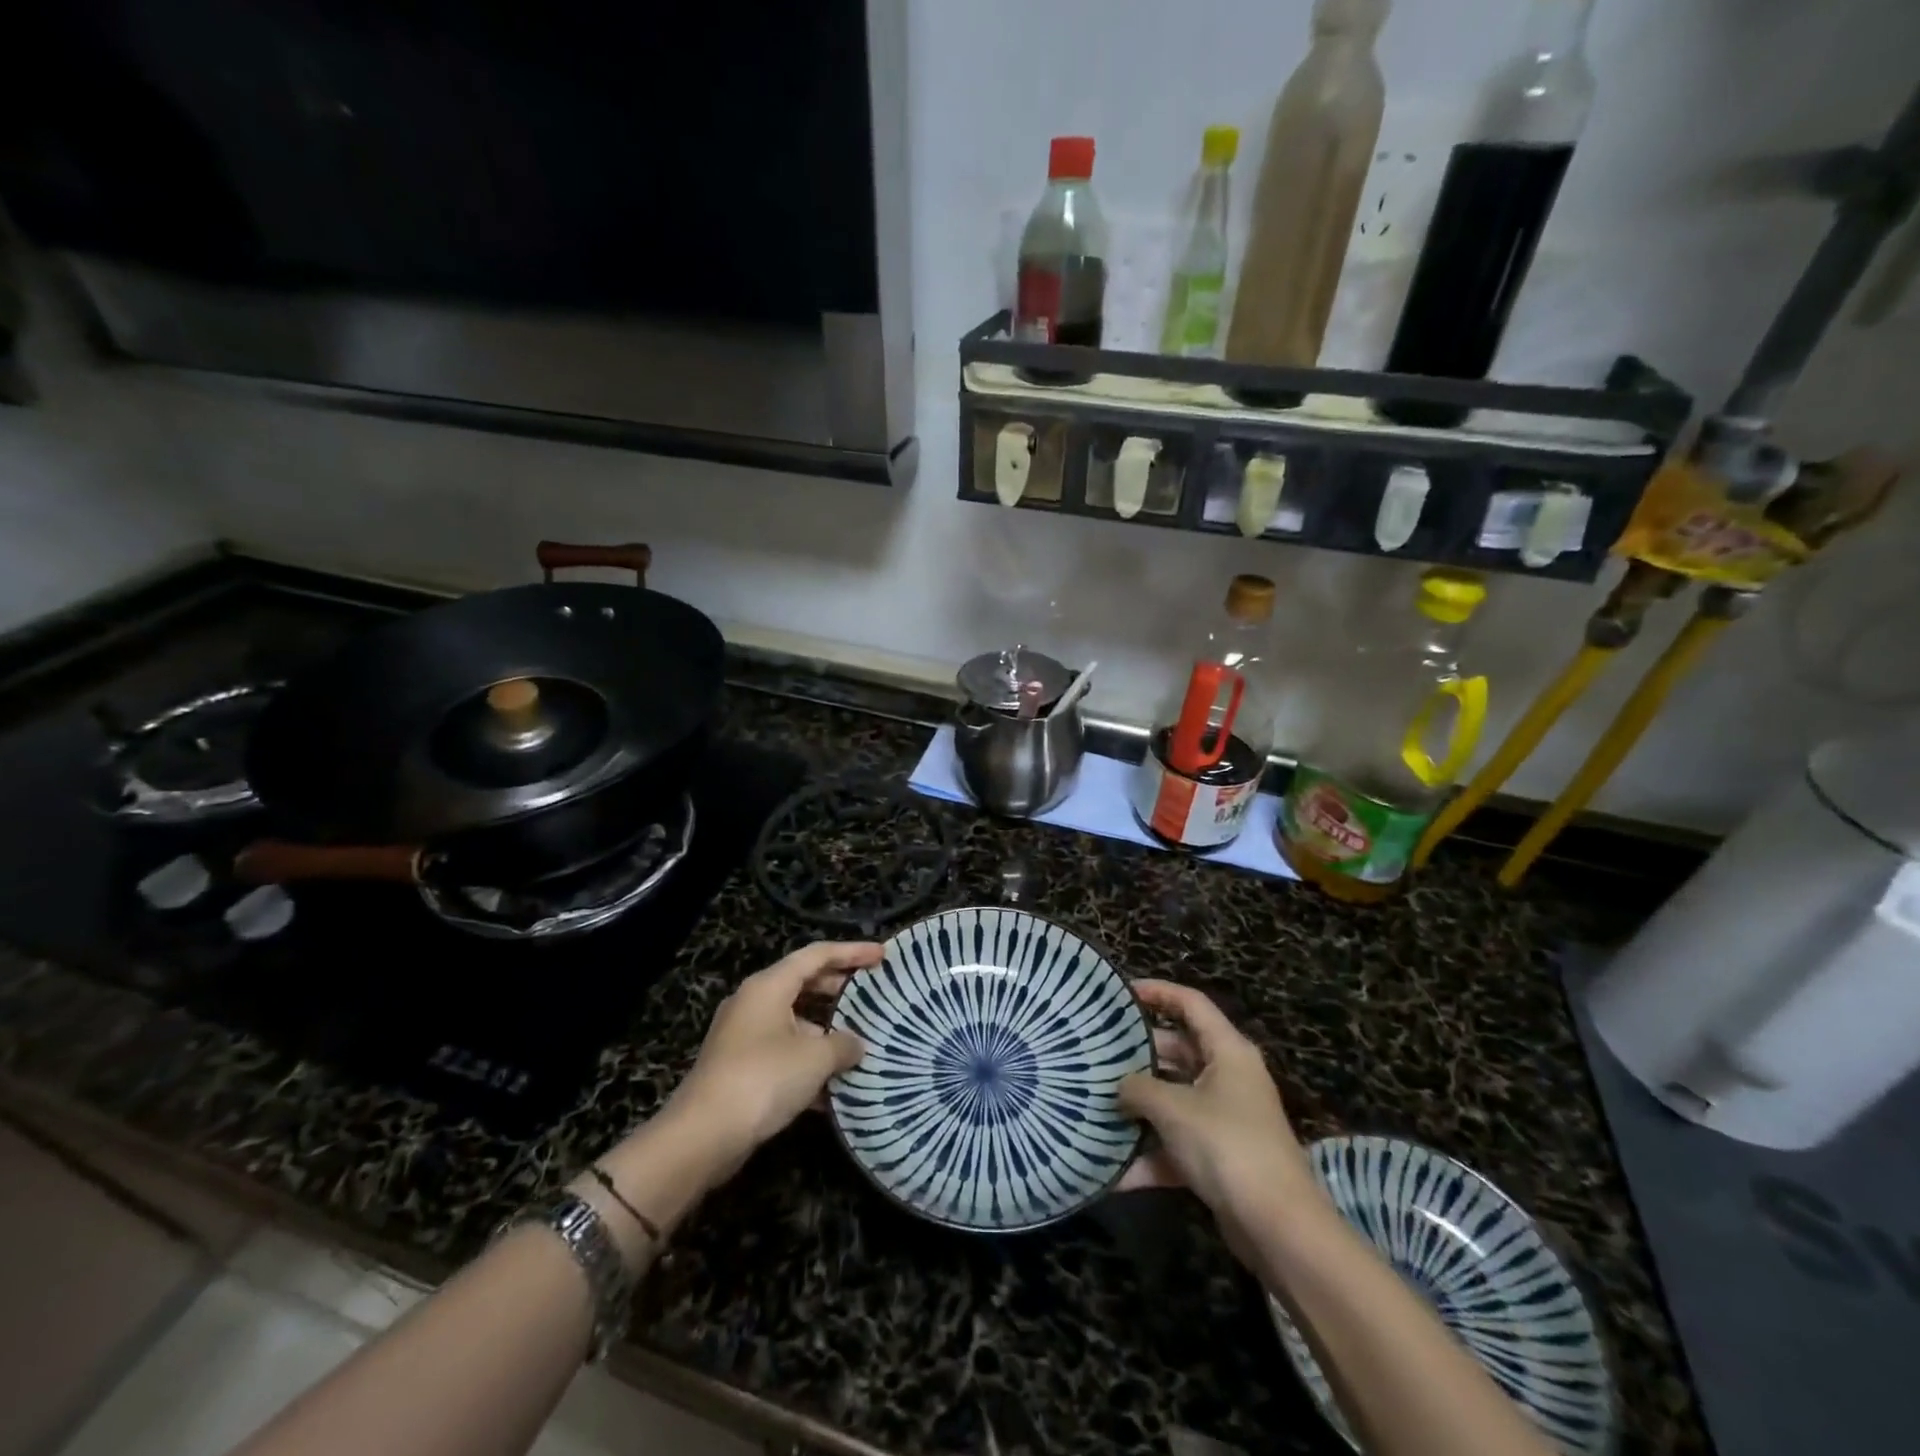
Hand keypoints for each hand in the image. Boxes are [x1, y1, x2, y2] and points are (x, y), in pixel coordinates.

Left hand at [664, 941, 880, 1178]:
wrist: (702, 1136)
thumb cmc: (763, 1079)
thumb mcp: (815, 1059)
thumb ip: (843, 1044)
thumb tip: (856, 1044)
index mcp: (769, 986)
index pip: (817, 955)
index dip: (852, 952)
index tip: (882, 956)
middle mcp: (754, 1002)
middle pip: (804, 983)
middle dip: (839, 989)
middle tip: (872, 994)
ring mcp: (744, 1036)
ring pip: (794, 1021)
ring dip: (826, 1031)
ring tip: (860, 1043)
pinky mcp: (740, 1067)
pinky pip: (783, 1051)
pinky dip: (808, 1060)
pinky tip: (834, 1086)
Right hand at [1117, 981, 1316, 1237]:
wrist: (1278, 1228)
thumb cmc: (1227, 1146)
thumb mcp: (1173, 1108)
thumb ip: (1138, 1088)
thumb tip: (1120, 1086)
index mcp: (1228, 1051)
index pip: (1191, 1003)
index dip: (1157, 991)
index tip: (1120, 993)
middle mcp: (1228, 1077)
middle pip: (1178, 1050)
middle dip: (1139, 1054)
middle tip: (1098, 1052)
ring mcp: (1225, 1119)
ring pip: (1174, 1099)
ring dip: (1139, 1106)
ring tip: (1095, 1101)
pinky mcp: (1219, 1158)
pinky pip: (1176, 1144)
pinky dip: (1149, 1155)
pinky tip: (1111, 1171)